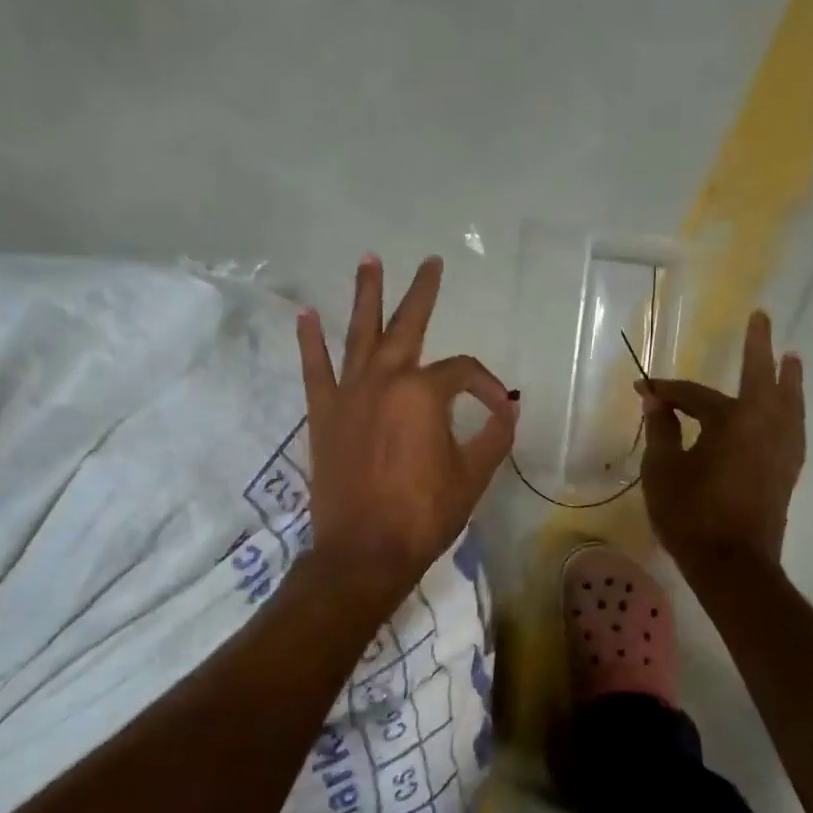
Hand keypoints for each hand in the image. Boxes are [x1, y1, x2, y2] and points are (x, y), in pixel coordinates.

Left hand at [296, 255, 516, 608]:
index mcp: (425, 394)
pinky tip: (306, 315)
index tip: (496, 409)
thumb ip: (495, 436)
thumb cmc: (424, 514)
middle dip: (422, 293)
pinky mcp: (323, 414)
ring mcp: (348, 394)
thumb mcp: (474, 476)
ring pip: (359, 334)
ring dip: (366, 296)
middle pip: (407, 326)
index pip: (464, 372)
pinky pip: (315, 369)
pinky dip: (310, 342)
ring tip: (369, 260)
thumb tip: (506, 409)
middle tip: (430, 263)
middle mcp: (385, 380)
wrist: (364, 552)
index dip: (486, 387)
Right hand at [639, 310, 804, 571]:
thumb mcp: (663, 472)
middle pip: (763, 376)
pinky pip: (794, 428)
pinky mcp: (789, 471)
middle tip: (762, 319)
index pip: (694, 395)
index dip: (665, 391)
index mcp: (732, 420)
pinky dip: (792, 411)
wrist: (733, 565)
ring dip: (788, 378)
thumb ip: (662, 431)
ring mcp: (783, 448)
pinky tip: (790, 413)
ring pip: (790, 402)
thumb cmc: (692, 516)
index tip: (642, 388)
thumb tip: (657, 402)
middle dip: (759, 346)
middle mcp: (766, 424)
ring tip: (792, 359)